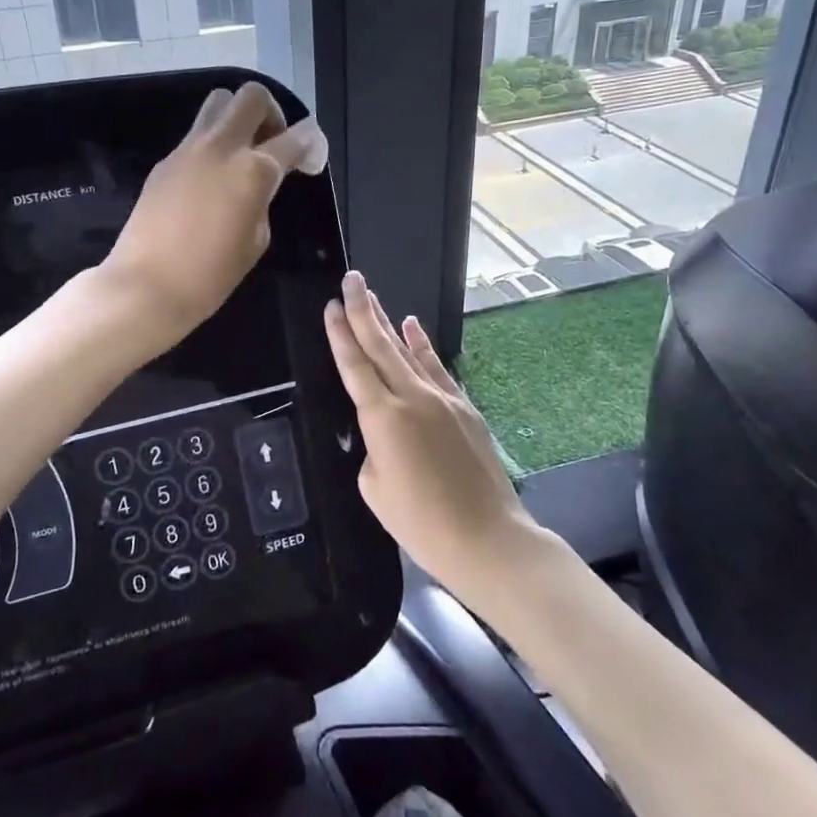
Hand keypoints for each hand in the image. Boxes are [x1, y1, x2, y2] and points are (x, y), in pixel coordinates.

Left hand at [103, 82, 325, 348]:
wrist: (147, 286)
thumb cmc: (211, 275)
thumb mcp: (256, 239)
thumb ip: (264, 198)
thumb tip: (262, 181)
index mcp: (254, 170)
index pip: (294, 138)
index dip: (310, 144)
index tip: (310, 157)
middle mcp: (222, 147)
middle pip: (252, 97)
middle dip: (270, 113)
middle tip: (271, 144)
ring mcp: (188, 149)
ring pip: (218, 104)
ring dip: (237, 119)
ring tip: (240, 155)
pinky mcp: (165, 161)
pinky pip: (195, 136)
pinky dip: (211, 146)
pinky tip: (209, 181)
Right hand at [323, 272, 542, 601]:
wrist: (485, 537)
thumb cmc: (420, 522)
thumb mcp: (375, 489)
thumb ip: (373, 449)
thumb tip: (385, 433)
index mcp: (382, 418)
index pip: (354, 365)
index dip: (340, 334)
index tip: (330, 305)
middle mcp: (411, 397)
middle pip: (381, 345)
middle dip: (362, 310)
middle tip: (351, 279)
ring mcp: (442, 398)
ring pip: (408, 351)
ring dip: (387, 322)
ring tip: (372, 297)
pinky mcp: (464, 407)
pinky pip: (436, 367)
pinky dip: (422, 346)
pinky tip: (412, 326)